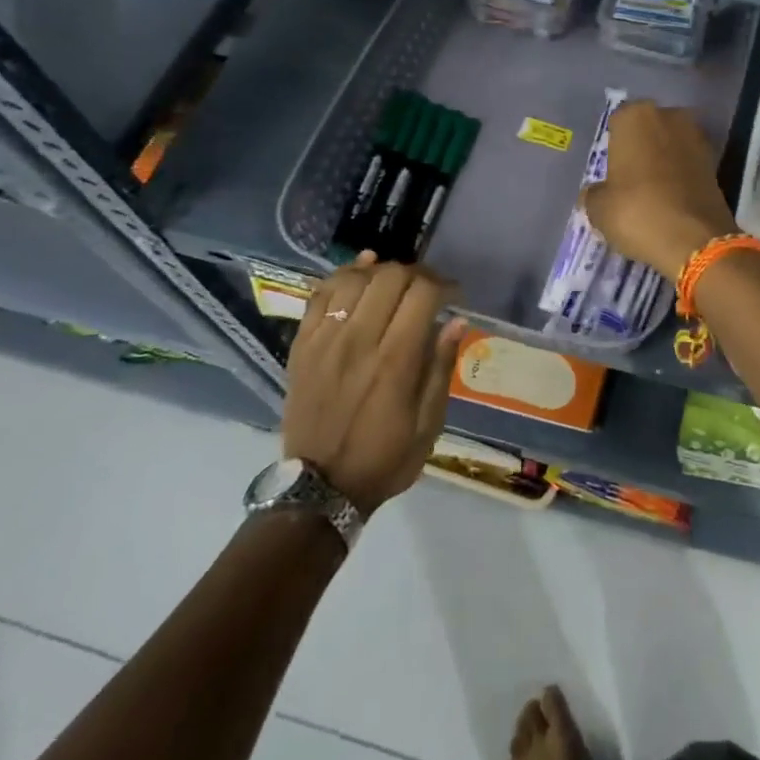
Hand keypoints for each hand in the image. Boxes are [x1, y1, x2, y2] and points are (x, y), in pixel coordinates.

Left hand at [282, 253, 467, 516]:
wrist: (319, 488)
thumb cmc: (384, 459)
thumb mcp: (428, 425)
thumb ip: (441, 368)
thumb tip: (456, 321)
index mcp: (395, 361)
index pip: (423, 293)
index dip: (445, 285)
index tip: (455, 297)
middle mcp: (359, 340)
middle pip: (391, 277)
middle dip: (418, 274)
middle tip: (429, 289)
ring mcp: (325, 340)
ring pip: (356, 279)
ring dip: (383, 271)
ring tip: (397, 282)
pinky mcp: (303, 345)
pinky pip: (321, 294)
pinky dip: (344, 275)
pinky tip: (362, 270)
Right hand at [581, 101, 739, 280]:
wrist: (695, 240)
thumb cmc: (637, 212)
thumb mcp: (598, 209)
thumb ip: (594, 193)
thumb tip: (596, 193)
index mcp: (635, 116)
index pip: (617, 123)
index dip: (613, 147)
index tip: (610, 170)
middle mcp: (669, 116)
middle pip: (647, 129)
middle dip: (640, 148)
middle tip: (629, 179)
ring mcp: (697, 137)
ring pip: (670, 145)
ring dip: (662, 161)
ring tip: (651, 192)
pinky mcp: (716, 162)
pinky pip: (688, 163)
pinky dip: (680, 176)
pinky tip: (670, 199)